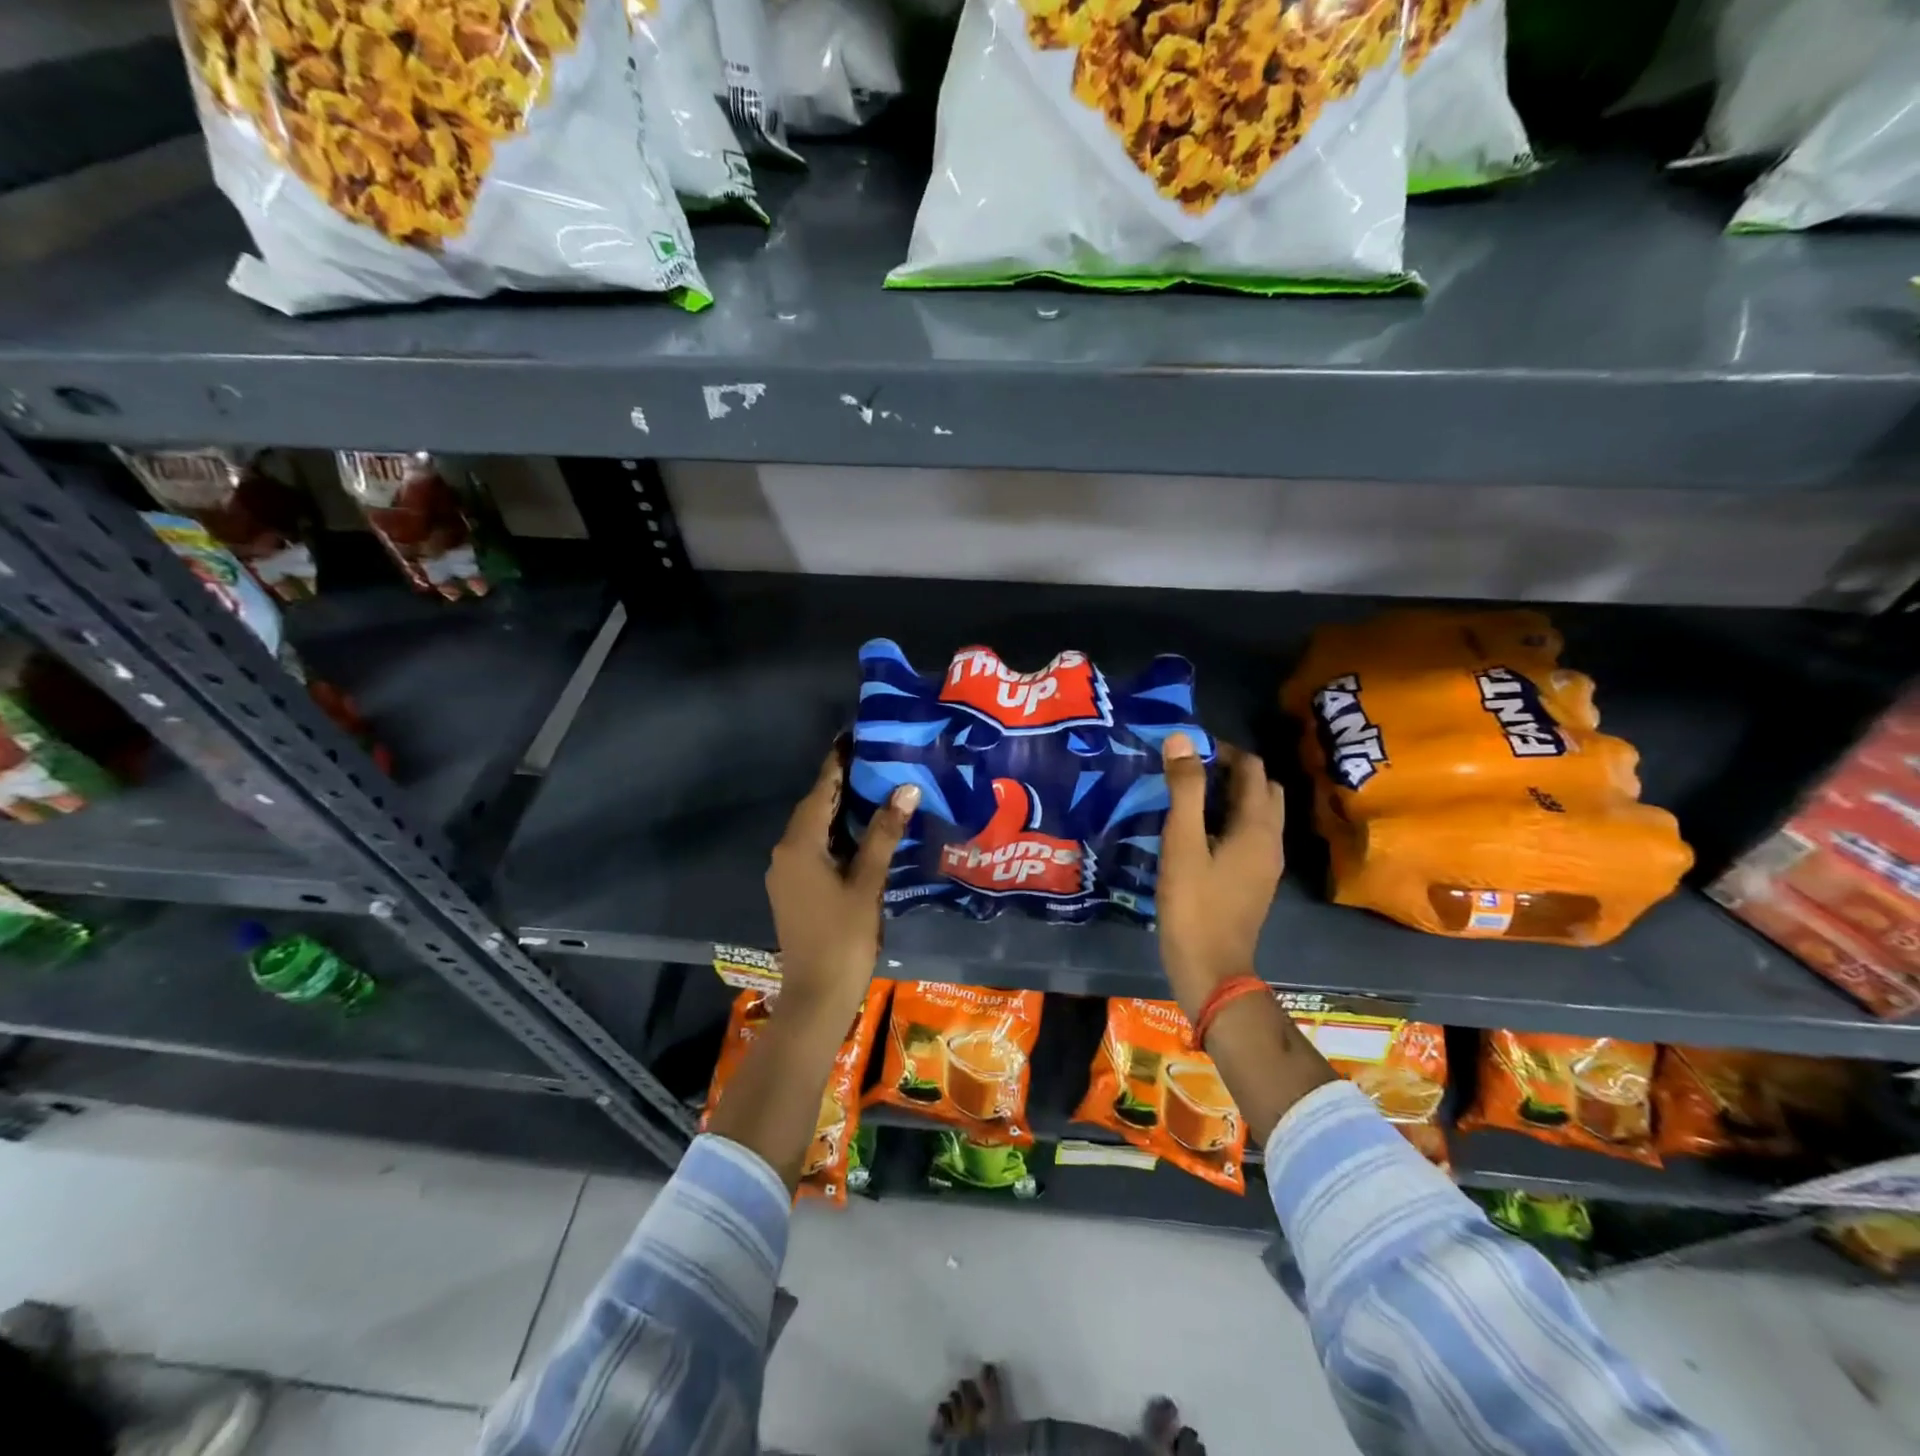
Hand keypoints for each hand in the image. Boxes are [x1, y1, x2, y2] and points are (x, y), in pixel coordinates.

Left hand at [766, 747, 917, 1009]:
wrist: (816, 995)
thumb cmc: (844, 937)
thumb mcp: (867, 882)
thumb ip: (884, 834)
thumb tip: (905, 789)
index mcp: (799, 845)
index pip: (821, 791)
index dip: (837, 763)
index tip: (854, 735)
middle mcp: (785, 852)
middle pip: (814, 808)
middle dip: (842, 784)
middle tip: (875, 759)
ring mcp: (786, 873)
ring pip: (814, 830)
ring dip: (839, 811)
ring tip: (874, 788)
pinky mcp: (793, 890)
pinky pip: (813, 849)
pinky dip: (835, 835)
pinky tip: (861, 833)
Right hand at [1156, 734, 1284, 1019]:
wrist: (1211, 969)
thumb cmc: (1194, 904)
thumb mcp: (1182, 842)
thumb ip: (1184, 790)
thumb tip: (1182, 739)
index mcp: (1258, 826)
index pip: (1252, 768)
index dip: (1223, 751)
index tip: (1187, 750)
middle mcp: (1271, 840)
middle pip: (1262, 789)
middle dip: (1231, 771)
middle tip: (1189, 772)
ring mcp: (1266, 864)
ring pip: (1257, 813)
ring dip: (1231, 796)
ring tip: (1190, 797)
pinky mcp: (1254, 881)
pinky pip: (1249, 835)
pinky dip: (1229, 820)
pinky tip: (1198, 832)